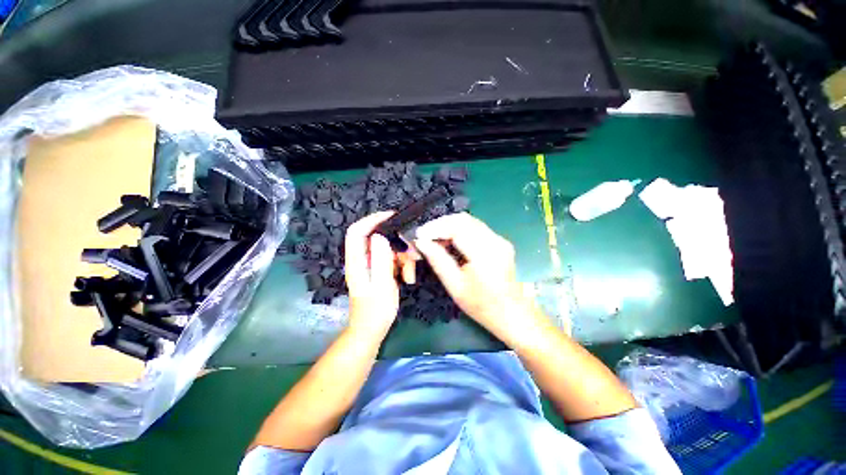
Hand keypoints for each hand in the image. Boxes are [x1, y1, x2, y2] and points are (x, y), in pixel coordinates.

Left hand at [344, 211, 399, 337]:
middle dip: (398, 244)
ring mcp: (372, 264)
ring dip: (403, 258)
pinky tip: (408, 278)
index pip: (357, 232)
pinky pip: (393, 259)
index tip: (392, 217)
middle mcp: (362, 259)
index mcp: (357, 261)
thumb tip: (379, 236)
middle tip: (412, 254)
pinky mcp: (380, 269)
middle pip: (379, 239)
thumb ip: (380, 260)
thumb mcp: (381, 286)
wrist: (373, 330)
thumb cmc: (375, 311)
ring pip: (389, 249)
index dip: (372, 220)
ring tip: (410, 275)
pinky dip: (403, 265)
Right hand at [414, 213, 540, 336]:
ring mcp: (500, 239)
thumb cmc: (481, 305)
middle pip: (464, 220)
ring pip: (469, 221)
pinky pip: (476, 227)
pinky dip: (459, 229)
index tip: (419, 234)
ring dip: (449, 225)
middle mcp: (495, 241)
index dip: (436, 227)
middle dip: (441, 223)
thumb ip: (437, 260)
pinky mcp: (500, 241)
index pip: (457, 228)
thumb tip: (420, 242)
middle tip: (425, 235)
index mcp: (485, 254)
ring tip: (434, 237)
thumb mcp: (455, 286)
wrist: (512, 314)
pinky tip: (449, 239)